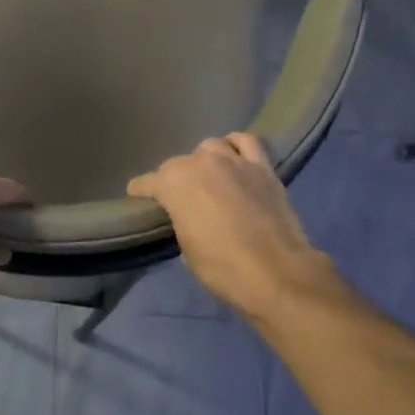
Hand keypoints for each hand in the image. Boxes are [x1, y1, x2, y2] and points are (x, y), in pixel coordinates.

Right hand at [128, 134, 331, 319]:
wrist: (275, 272)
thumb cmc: (221, 267)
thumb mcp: (186, 247)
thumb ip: (181, 220)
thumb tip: (186, 215)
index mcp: (173, 183)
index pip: (146, 183)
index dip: (140, 193)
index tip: (138, 200)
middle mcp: (200, 162)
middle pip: (178, 164)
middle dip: (174, 180)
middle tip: (181, 200)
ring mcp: (233, 160)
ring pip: (210, 147)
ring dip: (205, 161)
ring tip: (209, 178)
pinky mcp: (262, 166)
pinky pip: (246, 142)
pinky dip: (237, 146)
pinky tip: (235, 158)